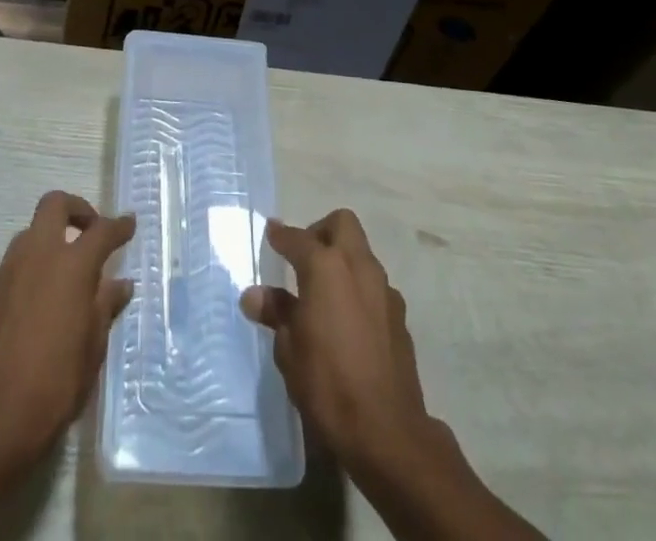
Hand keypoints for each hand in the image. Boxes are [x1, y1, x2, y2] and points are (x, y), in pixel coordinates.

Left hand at [0, 190, 135, 471]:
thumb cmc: (53, 388)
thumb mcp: (92, 350)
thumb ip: (104, 308)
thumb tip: (119, 284)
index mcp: (70, 266)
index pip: (101, 231)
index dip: (119, 226)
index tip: (129, 223)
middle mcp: (35, 257)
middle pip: (54, 205)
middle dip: (76, 210)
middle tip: (89, 232)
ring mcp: (3, 276)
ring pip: (27, 236)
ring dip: (47, 244)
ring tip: (61, 276)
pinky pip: (9, 274)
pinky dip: (25, 279)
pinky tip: (31, 313)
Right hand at [241, 209, 440, 474]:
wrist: (387, 431)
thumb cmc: (328, 384)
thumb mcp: (290, 349)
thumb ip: (276, 313)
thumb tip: (255, 296)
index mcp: (326, 267)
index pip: (298, 238)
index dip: (281, 234)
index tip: (271, 232)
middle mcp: (358, 266)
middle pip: (342, 224)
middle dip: (320, 231)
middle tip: (303, 256)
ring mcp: (384, 289)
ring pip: (361, 253)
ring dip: (342, 260)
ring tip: (323, 292)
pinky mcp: (399, 316)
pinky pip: (374, 285)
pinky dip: (358, 289)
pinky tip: (347, 320)